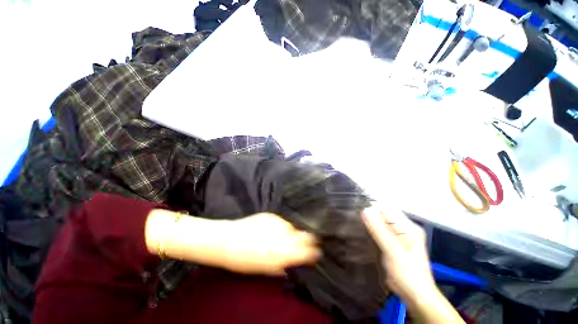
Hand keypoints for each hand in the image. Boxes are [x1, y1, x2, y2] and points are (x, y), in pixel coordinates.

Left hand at [220, 213, 320, 275]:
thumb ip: (282, 266)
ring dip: (292, 233)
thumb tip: (293, 265)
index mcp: (283, 252)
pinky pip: (282, 222)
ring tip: (284, 237)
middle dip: (309, 239)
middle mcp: (284, 235)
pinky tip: (273, 230)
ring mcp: (278, 223)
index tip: (317, 252)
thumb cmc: (244, 260)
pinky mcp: (271, 215)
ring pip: (292, 228)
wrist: (228, 240)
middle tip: (308, 242)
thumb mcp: (264, 269)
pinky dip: (282, 227)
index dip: (314, 252)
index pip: (306, 251)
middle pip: (305, 236)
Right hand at [362, 207, 436, 301]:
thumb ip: (378, 230)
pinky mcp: (389, 245)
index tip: (357, 210)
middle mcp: (402, 230)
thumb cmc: (408, 273)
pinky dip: (369, 234)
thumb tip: (365, 211)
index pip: (387, 209)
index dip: (373, 208)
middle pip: (382, 217)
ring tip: (355, 226)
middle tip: (354, 219)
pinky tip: (360, 235)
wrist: (414, 295)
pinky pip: (377, 234)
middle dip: (369, 217)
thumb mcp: (393, 250)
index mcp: (407, 227)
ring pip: (378, 226)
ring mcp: (395, 238)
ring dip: (368, 226)